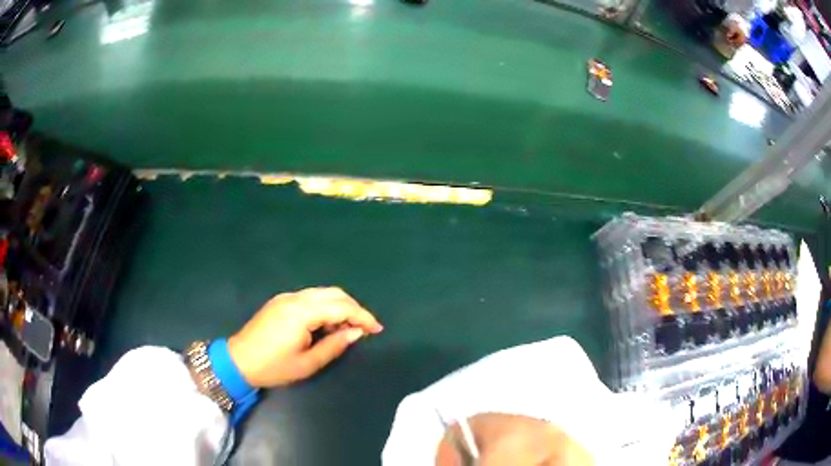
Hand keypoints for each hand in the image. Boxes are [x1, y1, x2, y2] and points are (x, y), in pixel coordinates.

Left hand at [227, 287, 382, 387]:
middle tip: (363, 329)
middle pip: (334, 293)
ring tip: (346, 330)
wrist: (238, 361)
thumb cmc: (273, 367)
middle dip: (353, 308)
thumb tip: (355, 333)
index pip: (341, 307)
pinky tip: (326, 325)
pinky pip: (310, 298)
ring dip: (339, 307)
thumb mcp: (307, 363)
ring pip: (322, 293)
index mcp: (302, 312)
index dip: (362, 317)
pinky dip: (324, 307)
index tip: (377, 330)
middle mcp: (295, 298)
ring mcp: (286, 297)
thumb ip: (334, 345)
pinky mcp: (280, 301)